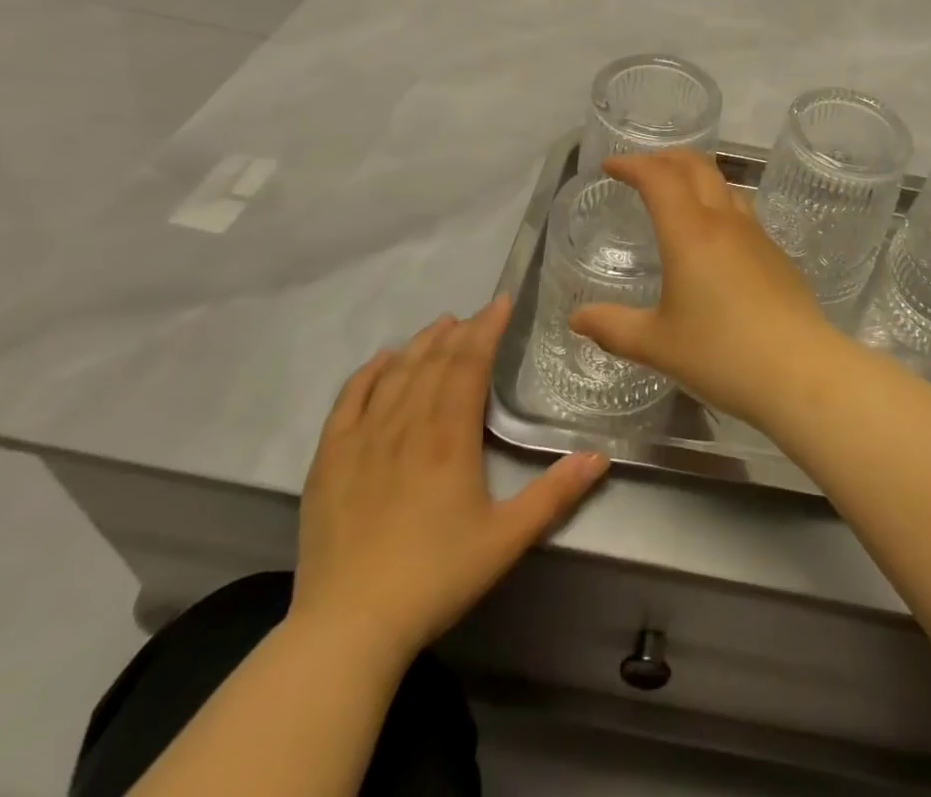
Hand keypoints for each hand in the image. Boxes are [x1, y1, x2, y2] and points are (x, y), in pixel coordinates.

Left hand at [290, 296, 608, 665]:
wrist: (348, 627)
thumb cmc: (436, 577)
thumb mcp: (507, 538)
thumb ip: (555, 493)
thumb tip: (601, 456)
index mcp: (449, 436)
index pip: (469, 363)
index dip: (486, 328)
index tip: (501, 303)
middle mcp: (406, 424)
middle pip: (434, 361)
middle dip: (458, 331)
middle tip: (476, 315)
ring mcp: (363, 439)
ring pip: (395, 373)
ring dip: (420, 344)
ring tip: (439, 325)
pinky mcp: (330, 459)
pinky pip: (349, 399)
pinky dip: (368, 373)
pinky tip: (381, 359)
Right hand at [569, 150, 842, 425]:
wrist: (800, 371)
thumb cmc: (721, 354)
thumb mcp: (657, 344)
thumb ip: (613, 327)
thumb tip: (577, 318)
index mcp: (690, 233)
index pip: (659, 177)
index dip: (632, 164)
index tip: (610, 166)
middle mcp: (725, 222)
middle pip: (697, 166)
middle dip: (665, 157)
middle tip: (642, 168)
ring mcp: (757, 236)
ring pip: (725, 185)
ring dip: (696, 177)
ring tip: (677, 195)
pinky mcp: (777, 255)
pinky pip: (743, 213)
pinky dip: (718, 205)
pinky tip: (714, 239)